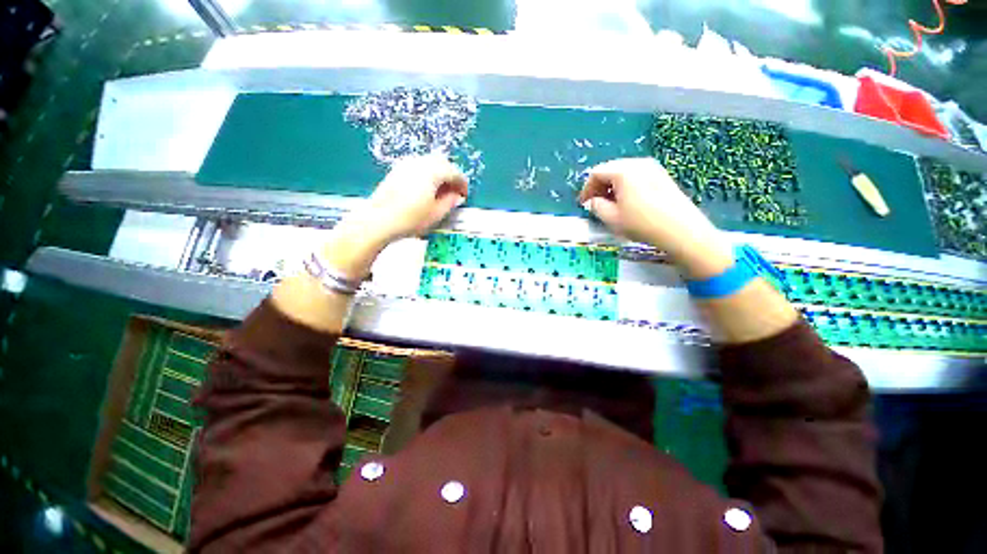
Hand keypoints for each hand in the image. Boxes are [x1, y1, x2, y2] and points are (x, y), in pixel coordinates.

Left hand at [354, 154, 468, 243]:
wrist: (378, 220)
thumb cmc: (410, 219)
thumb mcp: (436, 214)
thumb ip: (450, 202)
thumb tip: (457, 196)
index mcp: (433, 172)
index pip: (455, 172)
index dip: (463, 184)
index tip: (464, 196)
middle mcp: (420, 163)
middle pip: (443, 163)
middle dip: (452, 176)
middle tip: (454, 192)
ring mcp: (407, 164)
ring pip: (430, 163)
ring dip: (440, 174)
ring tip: (441, 192)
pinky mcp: (397, 170)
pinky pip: (419, 166)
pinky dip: (428, 174)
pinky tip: (427, 189)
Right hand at [578, 157, 732, 278]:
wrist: (680, 230)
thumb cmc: (641, 223)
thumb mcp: (612, 218)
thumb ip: (596, 206)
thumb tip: (593, 201)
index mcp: (623, 171)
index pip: (596, 173)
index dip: (586, 189)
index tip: (583, 204)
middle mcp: (638, 163)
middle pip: (610, 169)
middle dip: (599, 186)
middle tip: (595, 204)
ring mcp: (653, 167)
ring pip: (624, 172)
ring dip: (612, 186)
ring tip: (610, 205)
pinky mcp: (662, 175)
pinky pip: (636, 176)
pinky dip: (626, 186)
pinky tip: (627, 202)